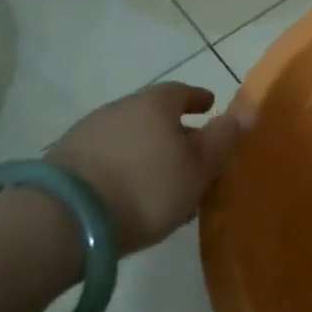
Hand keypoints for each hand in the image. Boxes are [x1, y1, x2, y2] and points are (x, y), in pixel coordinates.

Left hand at [46, 82, 247, 252]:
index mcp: (154, 104)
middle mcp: (118, 108)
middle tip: (190, 153)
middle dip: (173, 129)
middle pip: (153, 114)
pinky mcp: (64, 162)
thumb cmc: (148, 187)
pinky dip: (123, 167)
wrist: (65, 220)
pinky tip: (130, 192)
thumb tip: (247, 109)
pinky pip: (106, 157)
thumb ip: (223, 137)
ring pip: (129, 136)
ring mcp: (87, 133)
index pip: (182, 91)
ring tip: (161, 179)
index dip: (198, 99)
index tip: (209, 106)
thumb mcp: (199, 166)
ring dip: (147, 151)